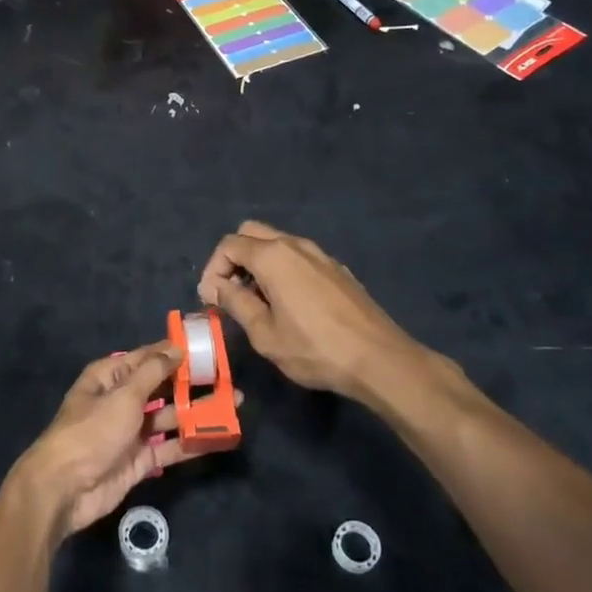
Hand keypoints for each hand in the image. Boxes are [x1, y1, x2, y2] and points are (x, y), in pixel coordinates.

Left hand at [9, 341, 236, 540]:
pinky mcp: (140, 460)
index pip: (147, 357)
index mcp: (109, 377)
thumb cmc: (92, 431)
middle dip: (191, 383)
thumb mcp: (123, 395)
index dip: (175, 351)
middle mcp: (121, 400)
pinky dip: (190, 441)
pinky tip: (217, 435)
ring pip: (169, 416)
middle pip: (162, 387)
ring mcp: (131, 431)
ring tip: (233, 404)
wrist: (65, 488)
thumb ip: (153, 372)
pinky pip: (169, 446)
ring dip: (196, 411)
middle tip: (228, 377)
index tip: (207, 346)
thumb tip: (176, 348)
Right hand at [197, 221, 430, 404]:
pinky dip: (282, 269)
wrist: (379, 358)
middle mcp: (295, 245)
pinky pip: (298, 257)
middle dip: (233, 258)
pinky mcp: (337, 269)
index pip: (229, 245)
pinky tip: (289, 304)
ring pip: (277, 242)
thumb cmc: (315, 349)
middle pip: (251, 233)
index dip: (213, 270)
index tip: (212, 300)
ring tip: (257, 301)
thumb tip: (216, 286)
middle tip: (231, 293)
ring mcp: (320, 254)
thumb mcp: (265, 334)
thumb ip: (236, 303)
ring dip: (258, 263)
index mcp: (273, 256)